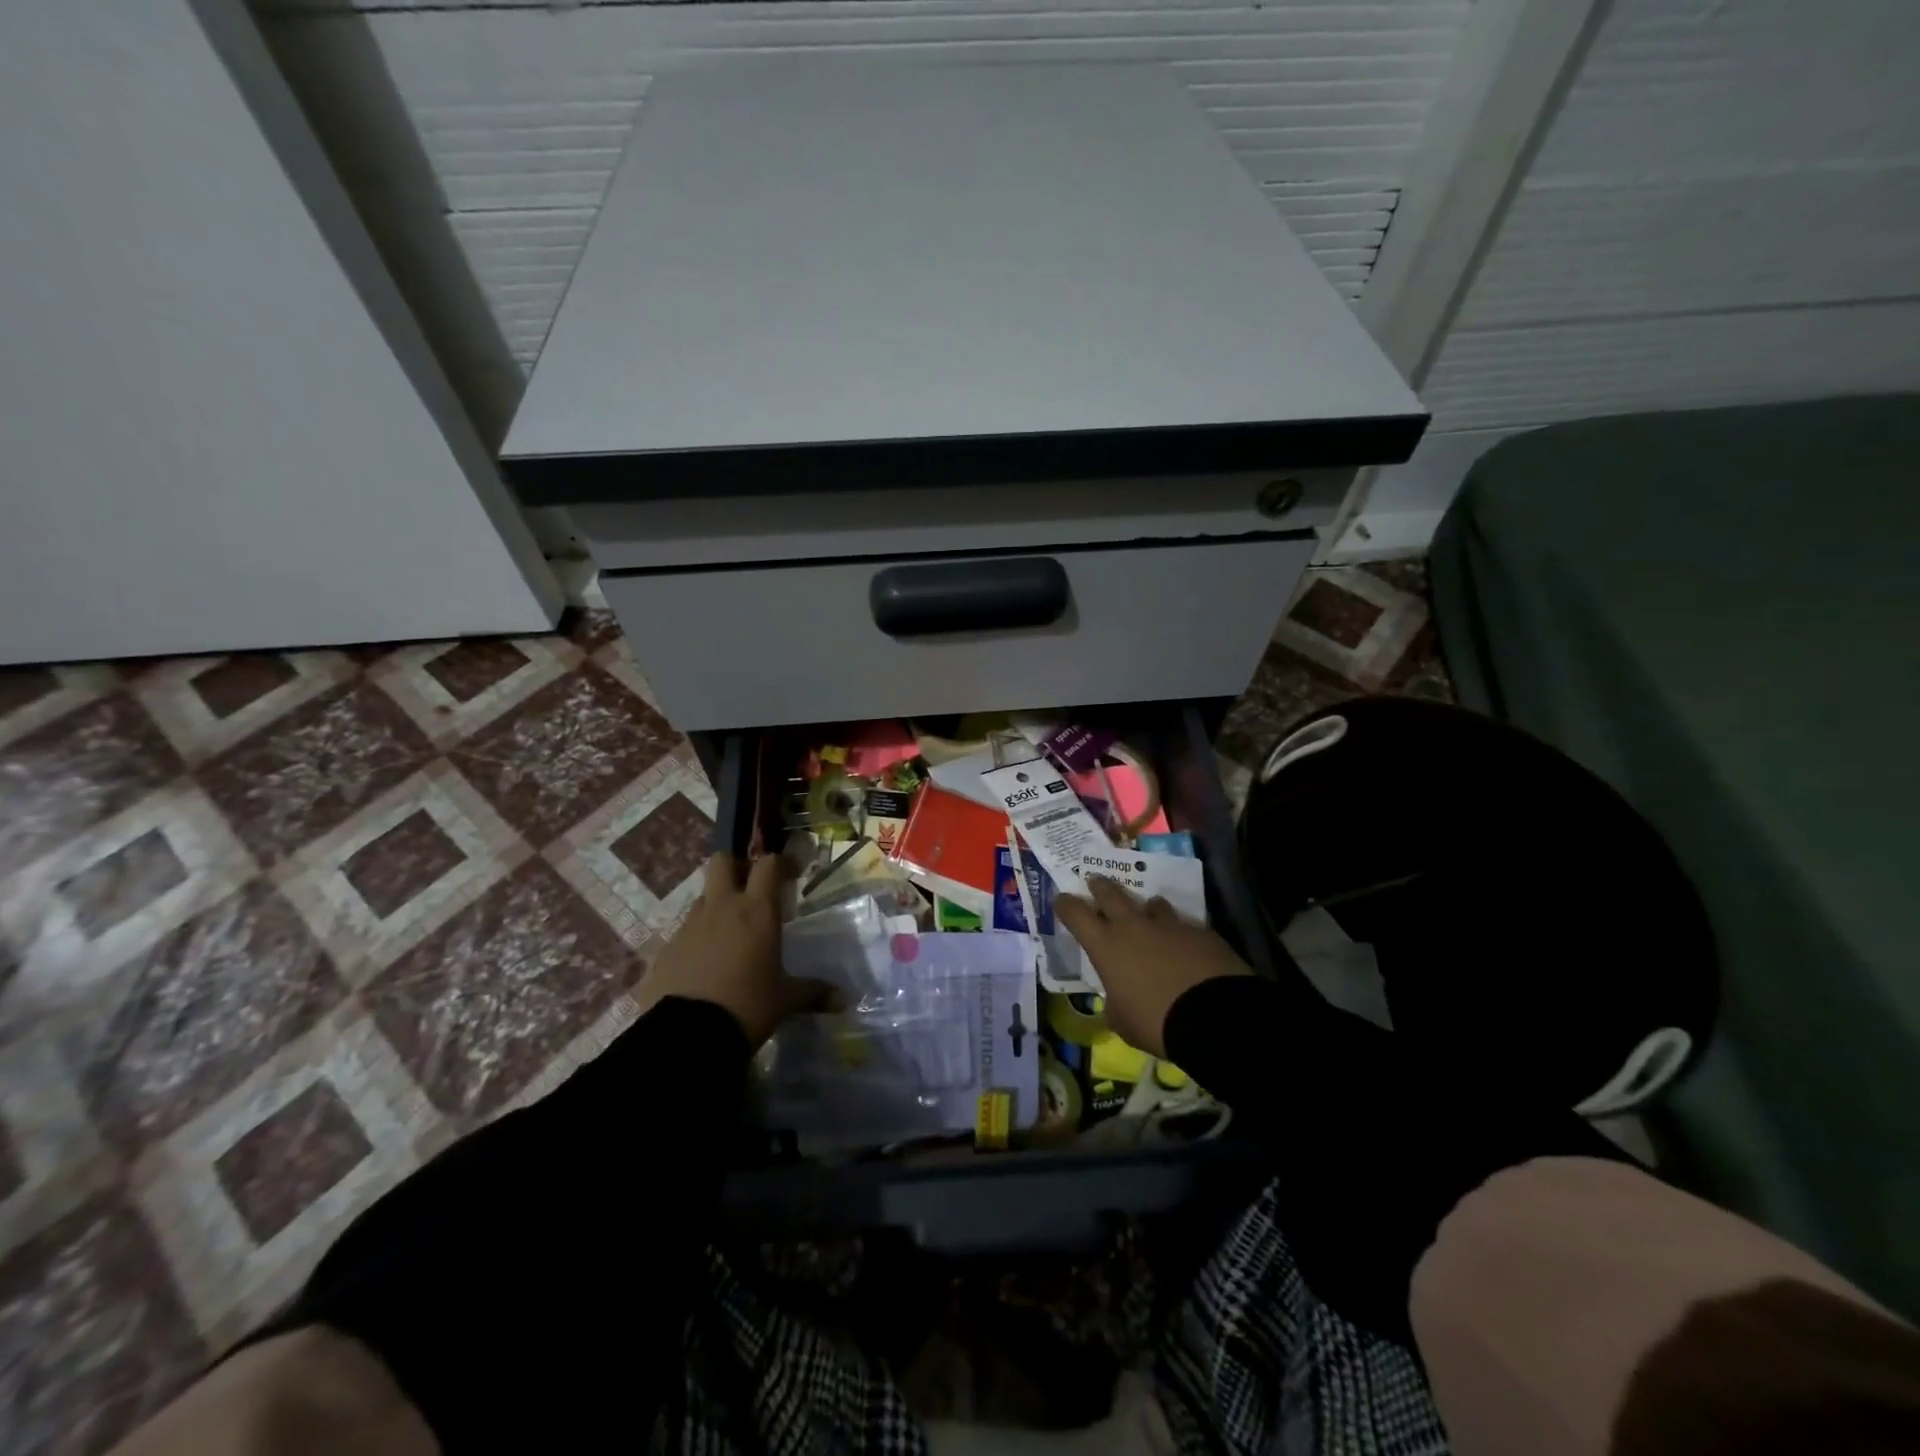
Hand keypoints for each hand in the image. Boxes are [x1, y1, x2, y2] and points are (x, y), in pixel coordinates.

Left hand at [634, 853, 835, 1046]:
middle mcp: (721, 908)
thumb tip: (844, 1000)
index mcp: (756, 911)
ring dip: (717, 906)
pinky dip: (698, 939)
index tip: (791, 873)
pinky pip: (685, 931)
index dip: (781, 862)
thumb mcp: (785, 1000)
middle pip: (722, 862)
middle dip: (736, 868)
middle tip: (751, 891)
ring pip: (703, 898)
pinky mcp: (666, 949)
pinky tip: (706, 965)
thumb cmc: (747, 1007)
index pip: (769, 865)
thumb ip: (813, 993)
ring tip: (730, 935)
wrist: (687, 1037)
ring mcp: (690, 926)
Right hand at [1054, 876, 1253, 1057]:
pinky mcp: (1201, 931)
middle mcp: (1134, 926)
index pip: (1076, 914)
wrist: (1214, 1016)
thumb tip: (1118, 1000)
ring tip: (1148, 912)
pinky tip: (1185, 945)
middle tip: (1095, 881)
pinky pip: (1184, 925)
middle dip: (1100, 886)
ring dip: (1146, 908)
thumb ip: (1115, 1003)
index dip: (1066, 905)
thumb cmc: (1155, 1021)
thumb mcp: (1122, 1022)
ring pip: (1152, 903)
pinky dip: (1179, 932)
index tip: (1061, 899)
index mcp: (1106, 946)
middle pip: (1111, 894)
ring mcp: (1169, 925)